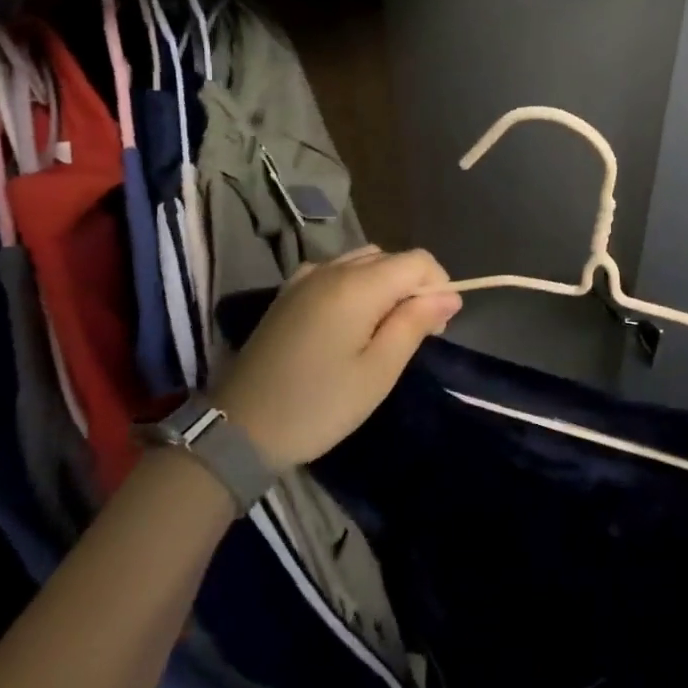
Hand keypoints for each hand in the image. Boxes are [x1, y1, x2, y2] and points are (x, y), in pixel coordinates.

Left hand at [208, 247, 459, 470]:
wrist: (238, 430)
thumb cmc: (318, 405)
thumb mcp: (378, 371)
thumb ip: (415, 323)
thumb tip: (449, 295)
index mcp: (357, 285)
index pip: (418, 260)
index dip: (438, 286)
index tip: (435, 328)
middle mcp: (332, 268)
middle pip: (391, 258)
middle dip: (413, 288)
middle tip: (411, 338)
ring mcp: (306, 277)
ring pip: (365, 261)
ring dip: (385, 285)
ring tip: (381, 331)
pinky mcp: (288, 292)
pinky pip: (337, 272)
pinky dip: (356, 286)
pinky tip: (348, 323)